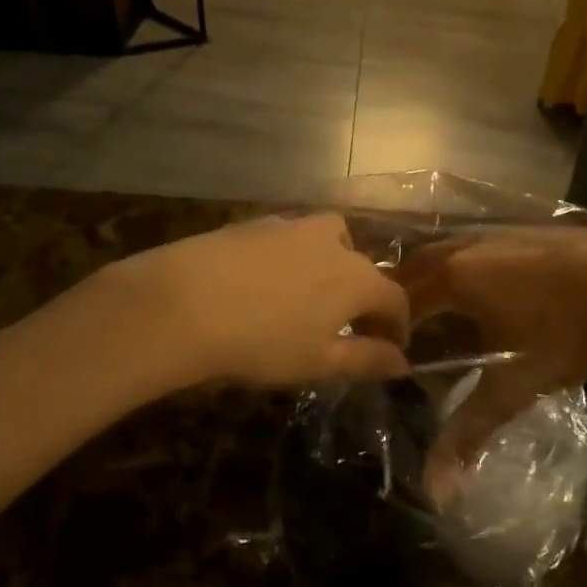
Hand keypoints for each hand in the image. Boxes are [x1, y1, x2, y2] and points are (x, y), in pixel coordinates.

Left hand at [87, 214, 411, 391]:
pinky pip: (290, 239)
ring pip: (328, 241)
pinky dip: (294, 258)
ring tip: (309, 297)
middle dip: (364, 295)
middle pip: (363, 266)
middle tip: (348, 326)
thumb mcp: (319, 362)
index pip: (394, 298)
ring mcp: (292, 226)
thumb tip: (402, 362)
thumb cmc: (262, 341)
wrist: (184, 302)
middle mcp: (332, 242)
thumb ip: (366, 360)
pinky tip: (268, 283)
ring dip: (331, 267)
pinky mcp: (256, 224)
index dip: (397, 324)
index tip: (391, 347)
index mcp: (357, 277)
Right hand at [392, 229, 586, 475]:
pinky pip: (472, 246)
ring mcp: (496, 233)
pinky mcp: (523, 231)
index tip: (388, 352)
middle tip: (400, 331)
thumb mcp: (515, 384)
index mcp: (453, 276)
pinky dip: (461, 266)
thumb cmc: (564, 331)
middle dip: (402, 296)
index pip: (401, 298)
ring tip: (433, 310)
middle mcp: (465, 246)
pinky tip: (480, 288)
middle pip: (416, 266)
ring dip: (432, 276)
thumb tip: (435, 489)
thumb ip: (470, 431)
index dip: (389, 325)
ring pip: (446, 251)